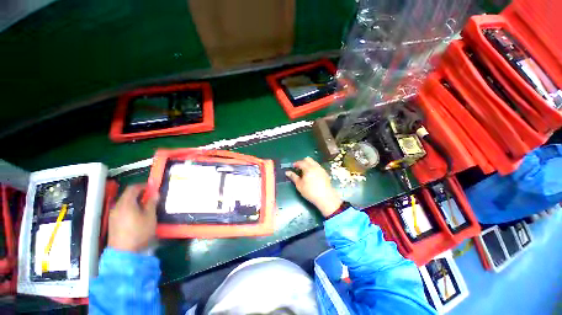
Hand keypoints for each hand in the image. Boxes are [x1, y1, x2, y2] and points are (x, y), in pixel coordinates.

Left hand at [108, 184, 158, 251]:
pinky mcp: (113, 222)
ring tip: (145, 205)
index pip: (133, 188)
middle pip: (127, 195)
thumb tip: (155, 193)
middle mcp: (117, 207)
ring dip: (134, 201)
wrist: (124, 252)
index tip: (152, 187)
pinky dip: (130, 207)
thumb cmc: (139, 232)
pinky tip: (137, 214)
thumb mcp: (150, 216)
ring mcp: (113, 215)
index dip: (143, 185)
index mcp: (126, 203)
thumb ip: (151, 203)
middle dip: (139, 193)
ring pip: (124, 202)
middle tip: (150, 196)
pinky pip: (121, 209)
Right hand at [286, 157, 341, 217]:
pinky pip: (318, 167)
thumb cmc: (310, 191)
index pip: (301, 162)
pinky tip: (312, 175)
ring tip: (305, 172)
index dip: (296, 163)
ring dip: (308, 164)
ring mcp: (321, 169)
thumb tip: (287, 172)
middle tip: (299, 168)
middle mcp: (315, 166)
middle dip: (302, 162)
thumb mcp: (299, 185)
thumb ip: (293, 177)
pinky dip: (313, 168)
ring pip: (314, 162)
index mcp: (308, 168)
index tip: (293, 167)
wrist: (325, 197)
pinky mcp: (325, 173)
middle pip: (308, 159)